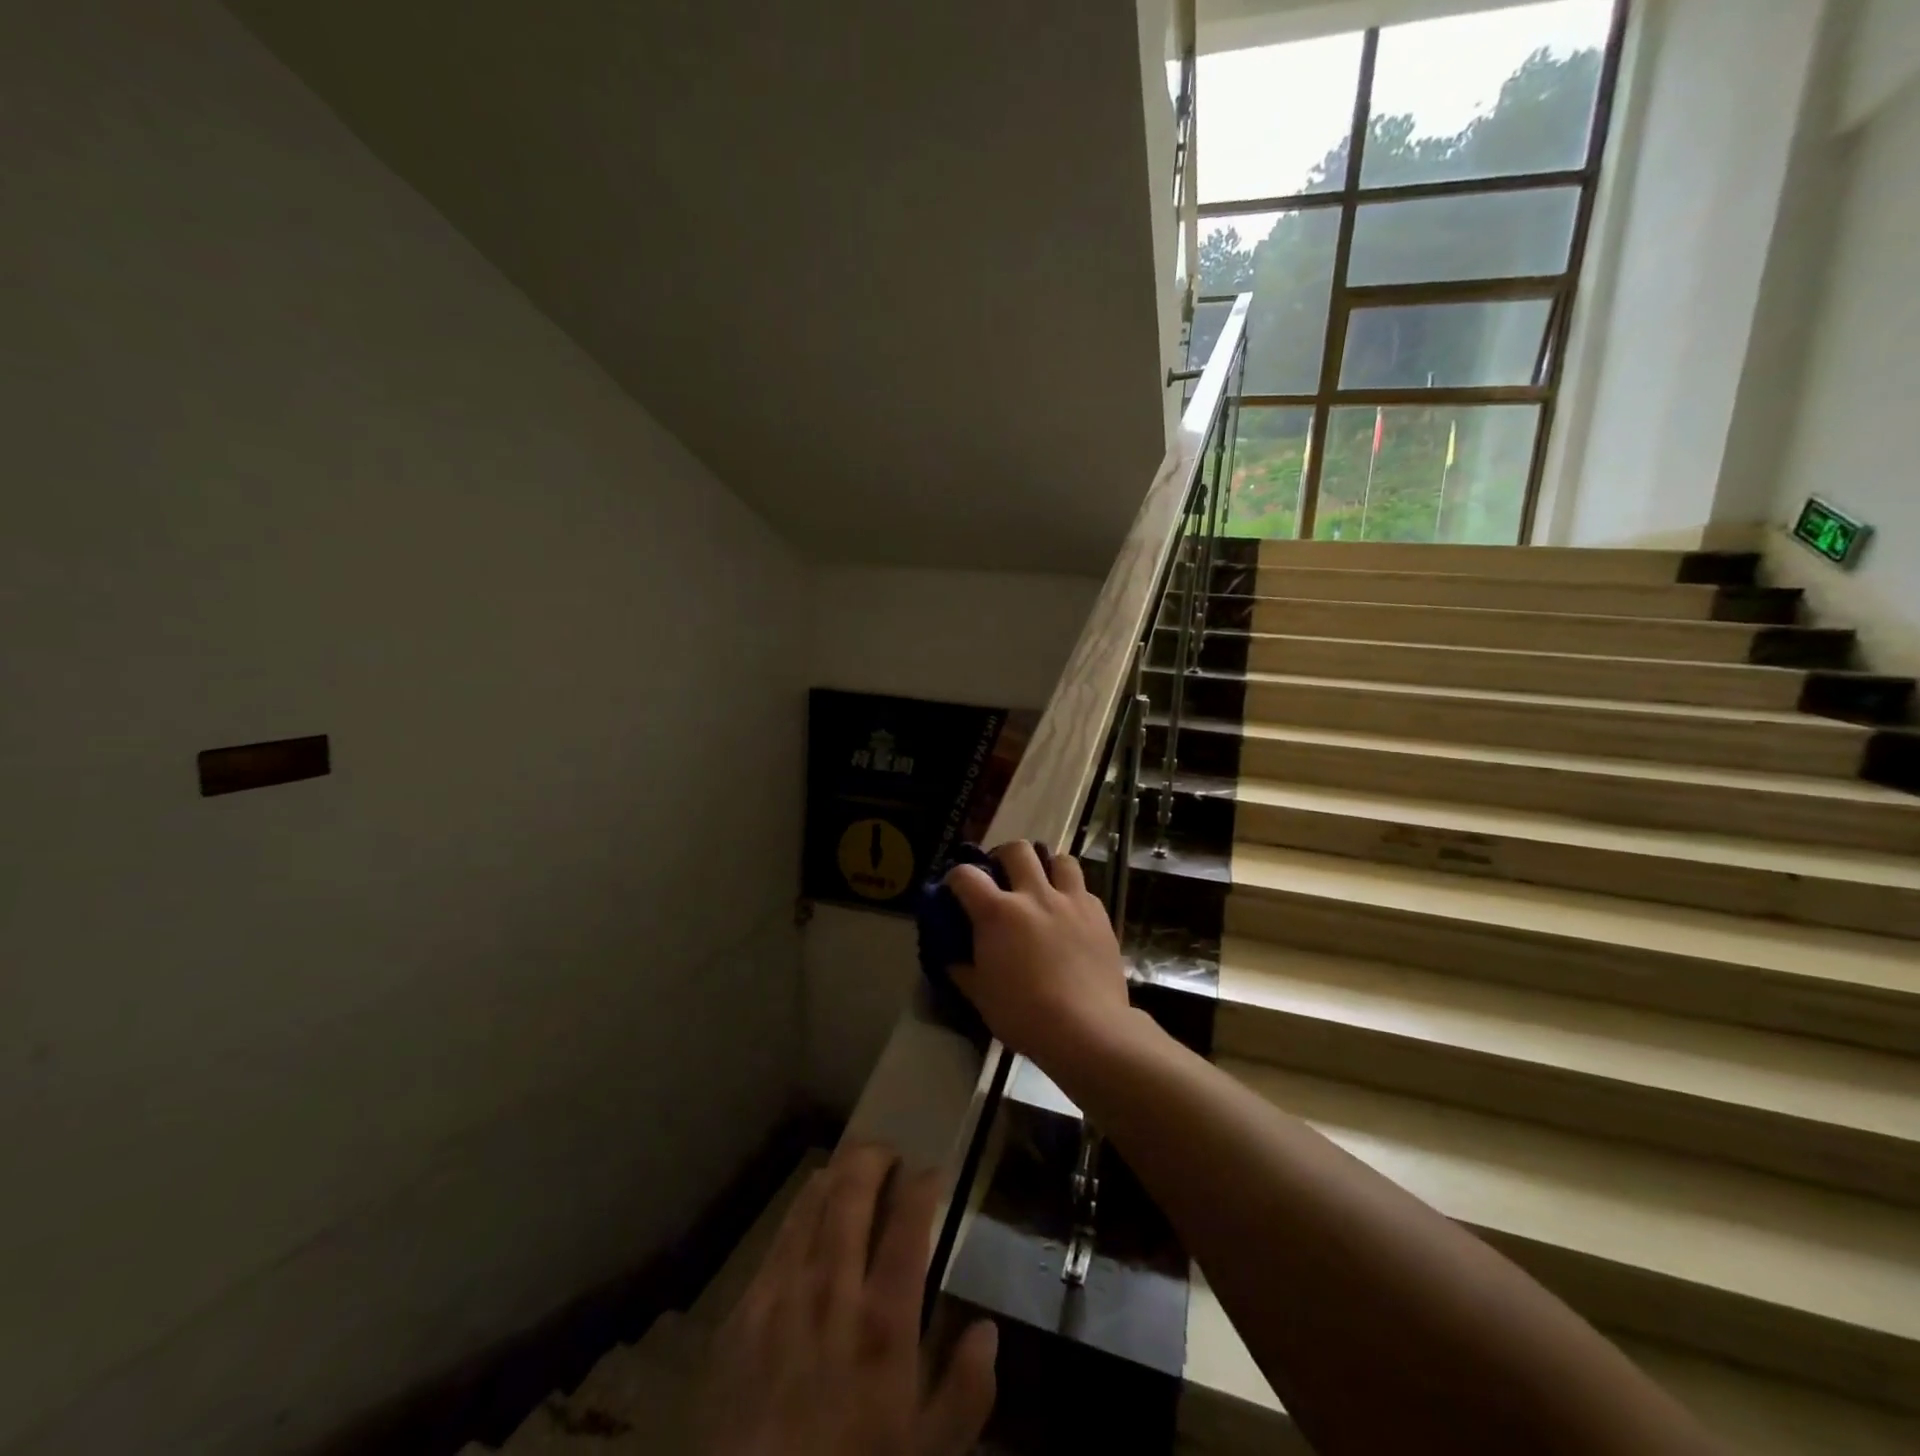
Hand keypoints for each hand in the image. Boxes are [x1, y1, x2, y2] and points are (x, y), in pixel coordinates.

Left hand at [700, 1142, 997, 1455]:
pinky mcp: (746, 1307)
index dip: (924, 1183)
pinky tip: (811, 1211)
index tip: (933, 1173)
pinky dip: (802, 1209)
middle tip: (891, 1156)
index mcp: (884, 1321)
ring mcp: (783, 1292)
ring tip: (853, 1169)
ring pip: (812, 1201)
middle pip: (853, 1189)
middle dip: (875, 1157)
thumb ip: (965, 1393)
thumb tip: (986, 1331)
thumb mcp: (926, 1452)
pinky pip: (779, 1236)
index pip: (909, 1221)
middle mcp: (833, 1288)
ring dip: (837, 1174)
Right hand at [946, 842, 1136, 1078]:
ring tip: (1043, 887)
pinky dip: (1073, 895)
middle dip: (1004, 857)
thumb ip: (962, 969)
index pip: (966, 875)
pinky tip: (1070, 916)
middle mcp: (1034, 895)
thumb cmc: (1025, 1015)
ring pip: (1060, 859)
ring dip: (1047, 868)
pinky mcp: (1099, 915)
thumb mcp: (980, 996)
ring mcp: (1070, 901)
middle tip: (1002, 878)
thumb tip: (951, 957)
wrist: (1087, 1029)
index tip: (955, 890)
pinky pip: (1084, 889)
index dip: (955, 877)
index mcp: (998, 913)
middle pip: (1017, 849)